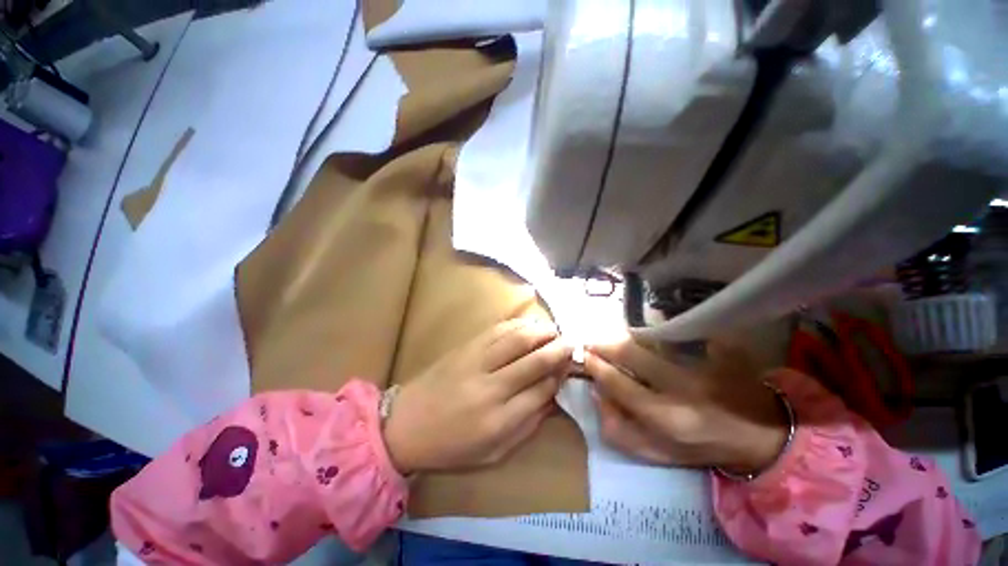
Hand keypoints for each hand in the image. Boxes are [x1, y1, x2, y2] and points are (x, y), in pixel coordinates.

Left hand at [383, 319, 572, 474]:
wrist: (405, 425)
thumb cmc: (451, 446)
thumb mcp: (494, 453)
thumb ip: (527, 425)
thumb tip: (551, 397)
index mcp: (499, 420)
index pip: (542, 390)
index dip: (560, 375)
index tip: (570, 368)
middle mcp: (491, 387)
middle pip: (534, 360)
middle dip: (559, 349)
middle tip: (572, 342)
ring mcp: (476, 362)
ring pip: (518, 339)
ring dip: (541, 332)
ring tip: (554, 332)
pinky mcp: (465, 347)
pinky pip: (497, 330)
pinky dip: (518, 325)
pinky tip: (529, 325)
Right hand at [584, 339, 787, 474]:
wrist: (762, 435)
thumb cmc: (704, 446)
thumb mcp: (658, 453)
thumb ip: (619, 430)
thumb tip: (596, 393)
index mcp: (668, 419)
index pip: (618, 383)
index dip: (596, 366)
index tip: (584, 356)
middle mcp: (683, 388)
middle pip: (630, 353)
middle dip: (604, 344)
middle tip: (592, 341)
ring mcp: (703, 363)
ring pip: (649, 338)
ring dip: (624, 336)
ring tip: (613, 339)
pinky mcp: (721, 347)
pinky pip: (678, 330)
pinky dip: (657, 328)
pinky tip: (648, 331)